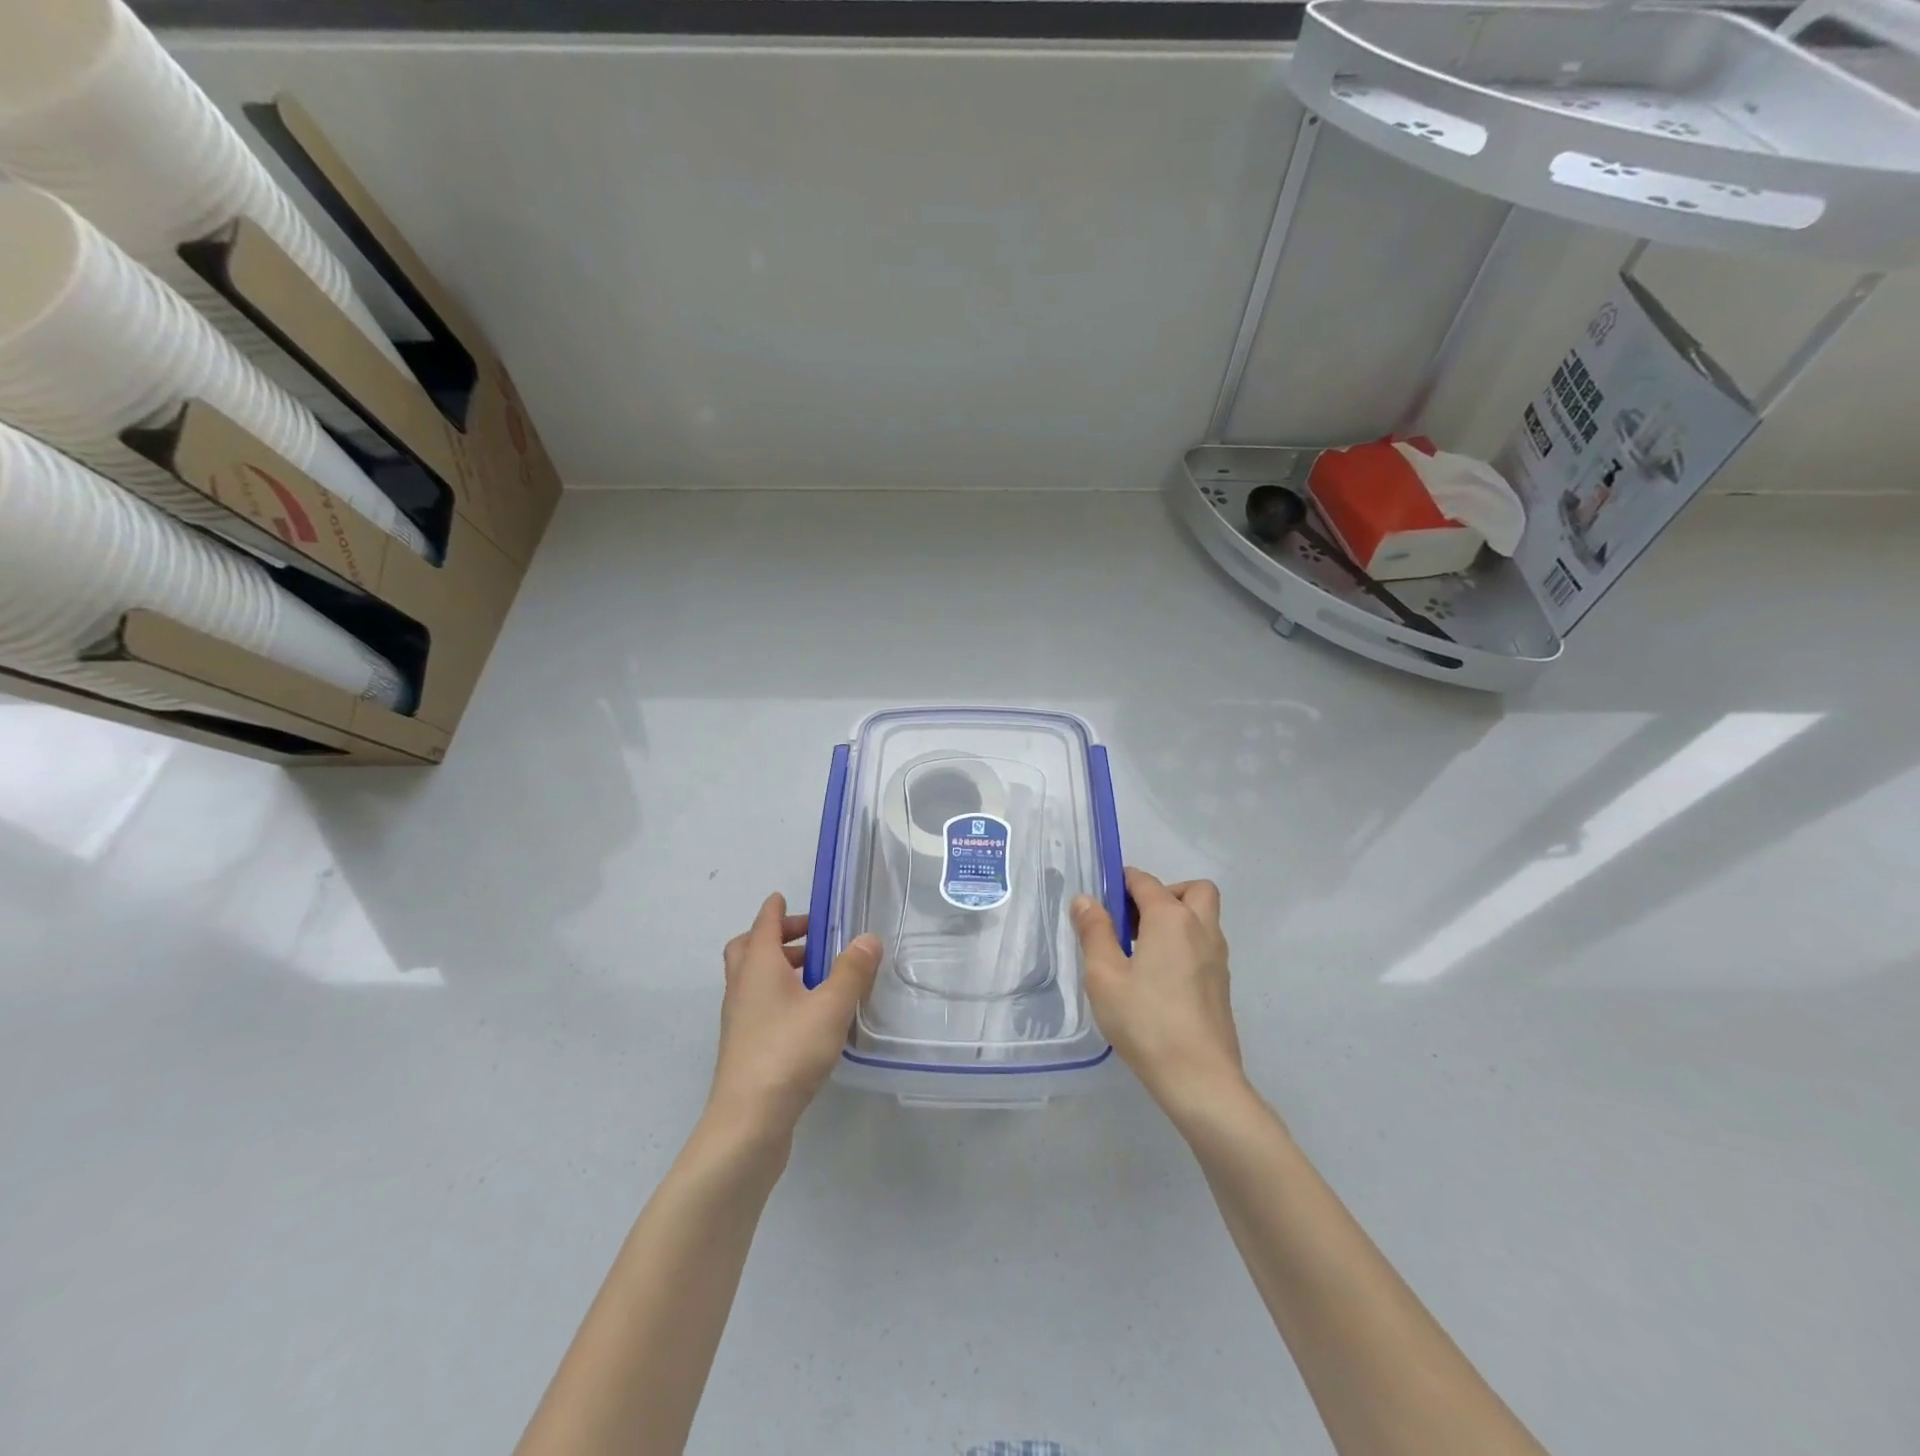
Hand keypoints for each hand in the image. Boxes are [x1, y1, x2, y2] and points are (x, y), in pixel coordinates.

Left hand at [708, 894, 881, 1143]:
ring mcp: (739, 1019)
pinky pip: (759, 1005)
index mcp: (759, 966)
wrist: (747, 1123)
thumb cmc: (788, 1052)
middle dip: (776, 937)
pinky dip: (779, 995)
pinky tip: (808, 1015)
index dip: (776, 909)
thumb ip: (852, 971)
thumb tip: (868, 937)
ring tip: (817, 976)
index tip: (786, 897)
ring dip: (780, 967)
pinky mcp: (744, 1047)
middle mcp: (742, 987)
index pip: (764, 924)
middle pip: (749, 948)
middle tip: (809, 939)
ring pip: (754, 978)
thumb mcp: (831, 1007)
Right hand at [1070, 868, 1246, 1117]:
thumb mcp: (1104, 975)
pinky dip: (1184, 944)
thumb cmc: (1146, 1021)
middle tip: (1134, 922)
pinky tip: (1158, 979)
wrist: (1199, 1079)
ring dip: (1176, 919)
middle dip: (1163, 894)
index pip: (1145, 882)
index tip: (1100, 900)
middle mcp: (1201, 929)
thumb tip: (1086, 899)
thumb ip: (1094, 932)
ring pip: (1202, 918)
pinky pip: (1204, 946)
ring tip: (1140, 951)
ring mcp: (1217, 958)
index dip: (1121, 882)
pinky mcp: (1222, 985)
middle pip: (1192, 890)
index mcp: (1171, 919)